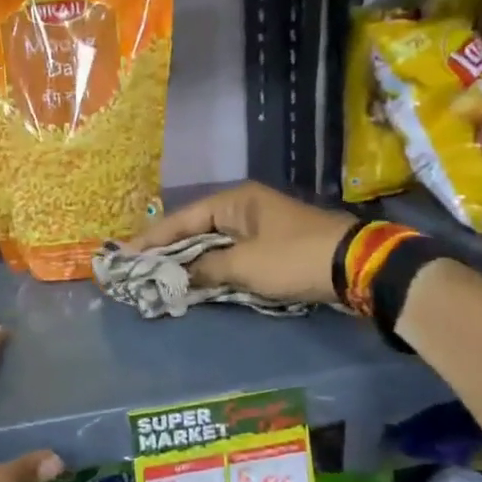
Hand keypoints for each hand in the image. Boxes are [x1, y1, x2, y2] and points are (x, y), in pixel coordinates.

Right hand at [132, 182, 354, 304]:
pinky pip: (231, 255)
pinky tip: (195, 280)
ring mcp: (259, 227)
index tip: (125, 253)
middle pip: (195, 228)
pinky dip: (212, 267)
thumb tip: (177, 276)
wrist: (356, 266)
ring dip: (189, 260)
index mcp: (235, 201)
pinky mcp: (271, 247)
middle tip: (137, 266)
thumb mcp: (245, 265)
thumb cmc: (294, 258)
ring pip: (213, 243)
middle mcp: (244, 208)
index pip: (182, 218)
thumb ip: (206, 269)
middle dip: (168, 249)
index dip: (152, 238)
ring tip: (158, 275)